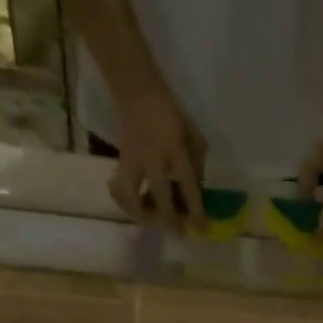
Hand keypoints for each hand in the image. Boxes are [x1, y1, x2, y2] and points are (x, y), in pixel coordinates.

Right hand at [109, 84, 207, 234]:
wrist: (135, 89)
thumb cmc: (169, 111)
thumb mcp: (193, 134)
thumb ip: (197, 163)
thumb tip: (197, 191)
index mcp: (176, 151)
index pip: (189, 188)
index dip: (196, 212)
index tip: (202, 229)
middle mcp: (154, 160)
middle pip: (161, 199)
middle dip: (170, 221)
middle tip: (178, 232)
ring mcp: (134, 161)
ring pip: (133, 198)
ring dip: (142, 215)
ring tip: (152, 223)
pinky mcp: (120, 161)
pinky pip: (120, 188)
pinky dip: (125, 202)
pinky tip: (133, 208)